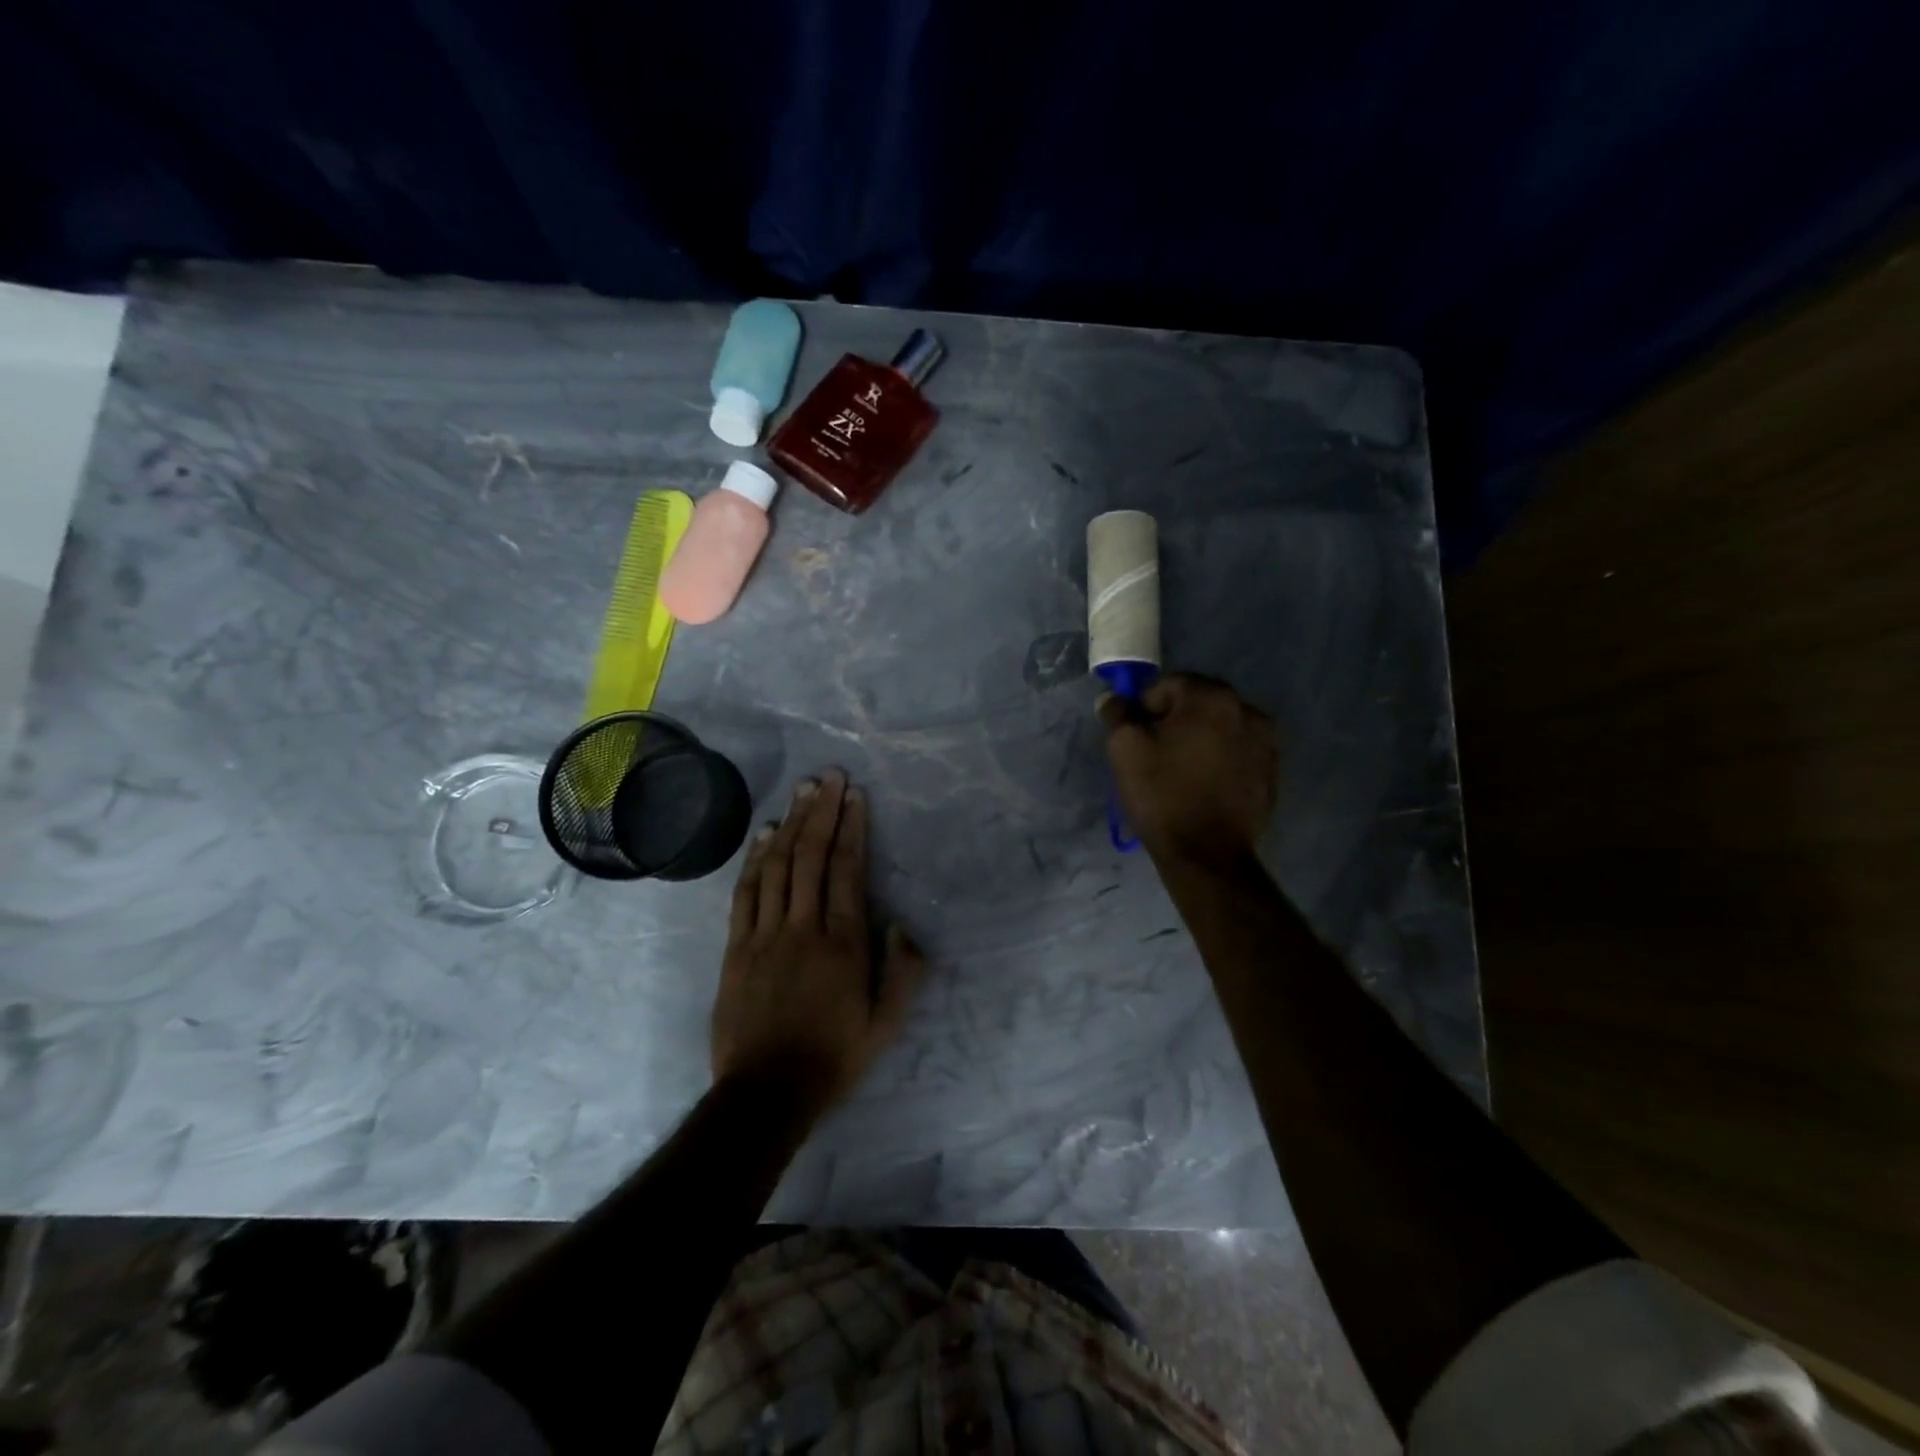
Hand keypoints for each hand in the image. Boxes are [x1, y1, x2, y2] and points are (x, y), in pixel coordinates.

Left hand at [711, 770, 926, 1110]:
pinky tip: (764, 835)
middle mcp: (803, 928)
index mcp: (843, 944)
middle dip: (822, 812)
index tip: (855, 796)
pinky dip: (754, 859)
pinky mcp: (736, 947)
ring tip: (802, 791)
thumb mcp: (886, 1026)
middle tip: (829, 776)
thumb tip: (900, 925)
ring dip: (791, 824)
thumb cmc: (833, 1058)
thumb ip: (903, 973)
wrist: (766, 1093)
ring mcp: (765, 935)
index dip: (852, 828)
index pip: (847, 870)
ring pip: (777, 866)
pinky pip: (745, 893)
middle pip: (811, 856)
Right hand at [1099, 672, 1279, 863]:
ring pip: (1219, 727)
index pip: (1168, 684)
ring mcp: (1266, 742)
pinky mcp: (1271, 771)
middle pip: (1197, 702)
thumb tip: (1114, 700)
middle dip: (1173, 720)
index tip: (1134, 736)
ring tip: (1180, 770)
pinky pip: (1237, 751)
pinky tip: (1203, 784)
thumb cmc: (1163, 796)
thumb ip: (1118, 715)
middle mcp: (1247, 710)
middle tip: (1154, 752)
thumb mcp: (1125, 750)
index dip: (1144, 707)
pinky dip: (1219, 758)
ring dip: (1198, 738)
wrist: (1206, 855)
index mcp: (1212, 698)